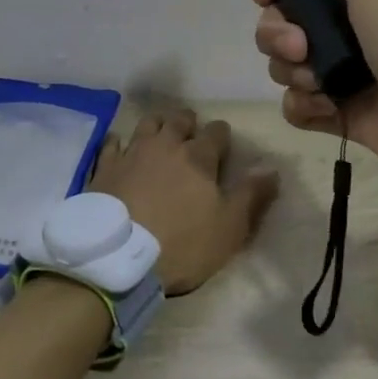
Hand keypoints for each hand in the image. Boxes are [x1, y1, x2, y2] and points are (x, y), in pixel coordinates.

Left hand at [86, 108, 279, 294]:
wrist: (118, 258)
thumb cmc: (182, 244)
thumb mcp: (229, 228)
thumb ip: (252, 196)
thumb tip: (272, 169)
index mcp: (199, 157)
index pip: (216, 132)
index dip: (221, 136)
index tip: (222, 145)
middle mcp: (166, 145)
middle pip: (179, 120)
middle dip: (188, 123)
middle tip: (190, 134)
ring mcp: (132, 152)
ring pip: (148, 124)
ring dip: (157, 125)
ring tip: (160, 134)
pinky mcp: (105, 167)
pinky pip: (113, 143)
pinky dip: (119, 142)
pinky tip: (120, 147)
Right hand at [251, 0, 377, 161]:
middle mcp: (336, 28)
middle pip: (276, 25)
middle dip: (277, 34)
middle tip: (301, 46)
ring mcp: (334, 72)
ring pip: (280, 66)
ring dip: (292, 71)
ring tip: (321, 80)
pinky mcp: (334, 112)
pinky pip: (294, 106)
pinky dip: (304, 105)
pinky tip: (326, 105)